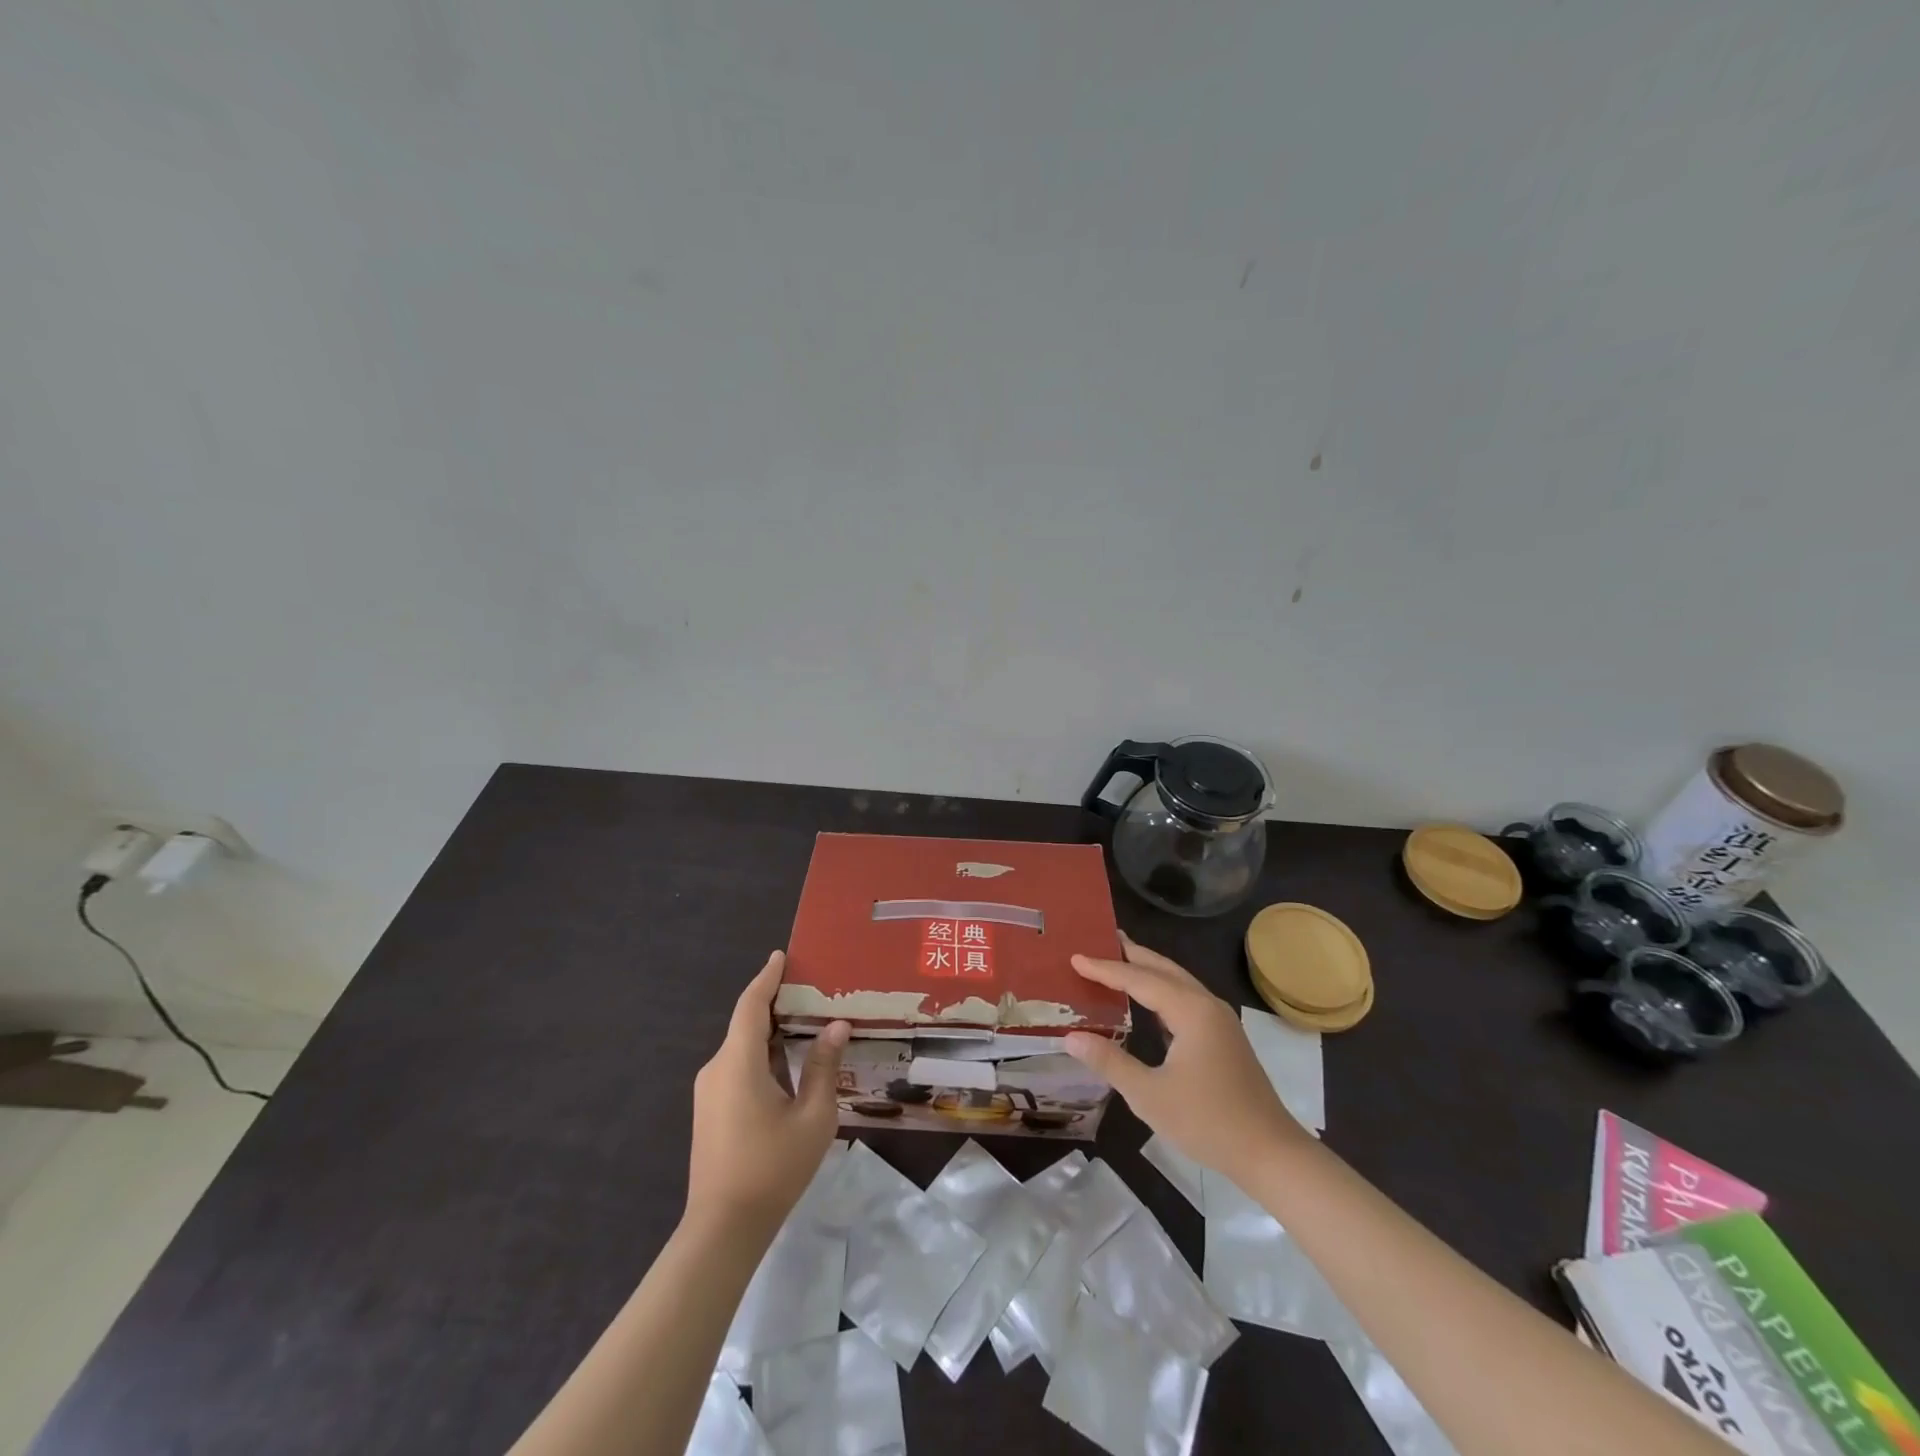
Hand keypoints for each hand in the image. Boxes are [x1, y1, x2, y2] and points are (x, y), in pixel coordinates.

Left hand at [687, 951, 849, 1235]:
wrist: (722, 1230)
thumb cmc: (772, 1168)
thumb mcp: (812, 1116)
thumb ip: (823, 1067)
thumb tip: (835, 1026)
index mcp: (738, 1063)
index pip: (751, 1005)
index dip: (766, 978)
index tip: (781, 956)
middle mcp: (717, 1068)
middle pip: (746, 1024)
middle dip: (776, 1004)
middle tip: (811, 991)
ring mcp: (709, 1092)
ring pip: (742, 1048)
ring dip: (771, 1033)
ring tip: (807, 1024)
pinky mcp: (710, 1111)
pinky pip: (737, 1068)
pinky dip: (762, 1055)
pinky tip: (788, 1064)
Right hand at [1063, 934, 1307, 1184]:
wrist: (1270, 1153)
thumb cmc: (1208, 1122)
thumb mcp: (1149, 1096)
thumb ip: (1109, 1062)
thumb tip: (1071, 1037)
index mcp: (1190, 1010)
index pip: (1139, 979)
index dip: (1105, 969)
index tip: (1076, 958)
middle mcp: (1206, 1004)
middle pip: (1163, 969)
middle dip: (1132, 954)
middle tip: (1102, 940)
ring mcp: (1219, 1020)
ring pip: (1178, 982)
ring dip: (1149, 970)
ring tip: (1121, 961)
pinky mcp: (1224, 1037)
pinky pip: (1186, 999)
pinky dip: (1162, 991)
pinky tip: (1148, 1003)